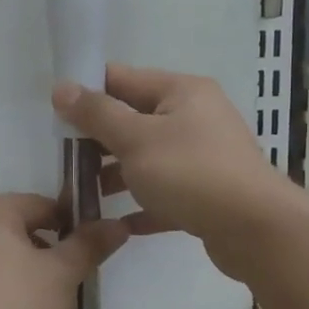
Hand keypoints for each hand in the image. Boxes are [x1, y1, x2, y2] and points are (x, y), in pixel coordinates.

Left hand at [0, 193, 129, 308]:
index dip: (73, 227)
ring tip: (40, 308)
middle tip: (67, 286)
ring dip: (22, 273)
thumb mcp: (62, 276)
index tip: (88, 256)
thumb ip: (89, 246)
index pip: (43, 205)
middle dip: (46, 253)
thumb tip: (116, 224)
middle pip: (17, 230)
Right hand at [52, 64, 294, 279]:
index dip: (88, 92)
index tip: (54, 114)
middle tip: (64, 160)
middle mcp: (196, 118)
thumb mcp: (135, 139)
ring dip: (116, 175)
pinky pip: (165, 195)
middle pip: (135, 121)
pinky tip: (115, 224)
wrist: (254, 229)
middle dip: (98, 140)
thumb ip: (96, 114)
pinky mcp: (207, 195)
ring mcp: (204, 158)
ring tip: (81, 195)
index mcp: (182, 92)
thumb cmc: (190, 173)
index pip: (124, 79)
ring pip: (149, 160)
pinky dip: (142, 205)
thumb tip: (61, 87)